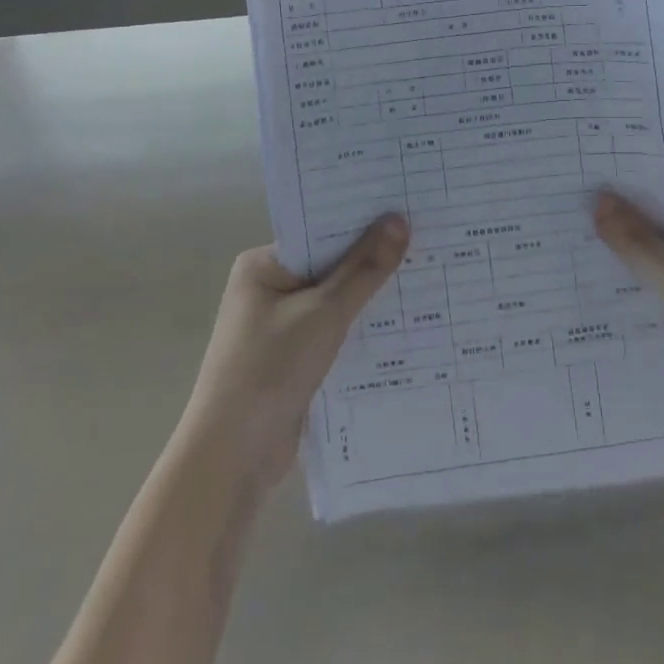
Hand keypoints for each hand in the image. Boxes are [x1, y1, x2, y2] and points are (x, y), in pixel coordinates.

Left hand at [178, 215, 409, 488]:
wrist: (233, 456)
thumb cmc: (269, 369)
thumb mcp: (323, 313)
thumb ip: (364, 269)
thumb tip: (398, 220)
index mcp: (263, 266)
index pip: (320, 232)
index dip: (362, 221)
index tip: (407, 207)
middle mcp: (270, 290)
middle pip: (331, 266)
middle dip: (374, 260)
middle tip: (429, 239)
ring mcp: (283, 327)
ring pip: (338, 302)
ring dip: (373, 297)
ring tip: (430, 275)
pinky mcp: (297, 360)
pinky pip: (337, 332)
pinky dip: (364, 329)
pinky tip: (407, 323)